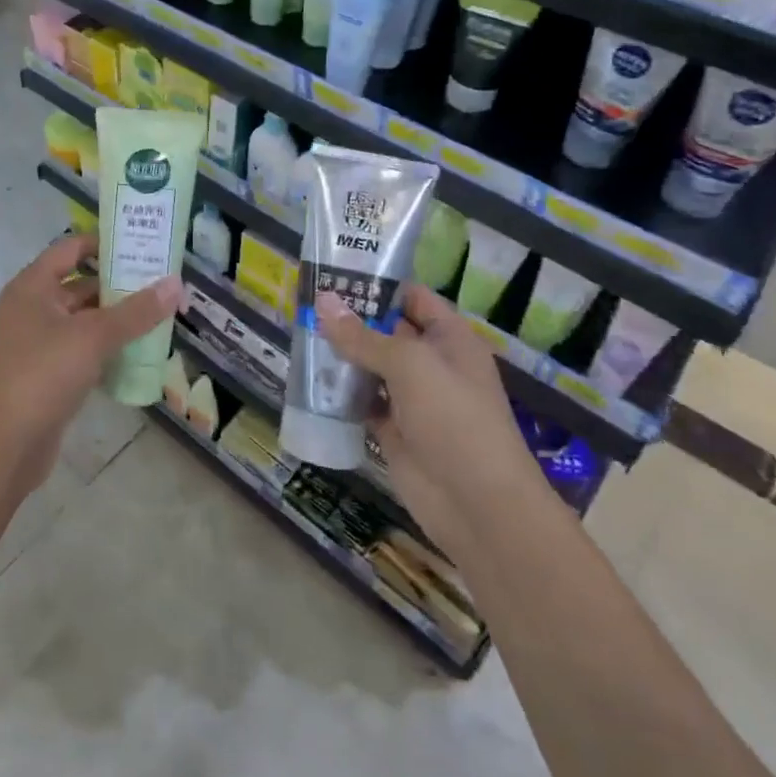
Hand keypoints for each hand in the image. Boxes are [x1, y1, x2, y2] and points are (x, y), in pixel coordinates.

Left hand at [0, 233, 182, 492]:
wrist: (5, 444)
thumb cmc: (43, 374)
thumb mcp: (93, 336)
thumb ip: (136, 311)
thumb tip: (176, 284)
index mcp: (32, 286)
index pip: (70, 248)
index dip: (104, 243)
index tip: (142, 244)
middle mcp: (32, 308)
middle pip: (80, 284)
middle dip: (119, 284)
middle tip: (161, 282)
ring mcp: (38, 342)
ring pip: (83, 319)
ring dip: (116, 318)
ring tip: (159, 313)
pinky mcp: (47, 373)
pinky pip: (82, 348)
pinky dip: (107, 347)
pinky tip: (139, 350)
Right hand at [313, 283, 534, 529]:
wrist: (477, 505)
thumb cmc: (454, 418)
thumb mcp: (409, 365)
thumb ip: (363, 336)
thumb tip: (323, 301)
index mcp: (449, 338)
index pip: (411, 297)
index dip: (377, 283)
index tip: (333, 271)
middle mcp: (431, 363)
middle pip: (386, 331)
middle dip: (350, 318)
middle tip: (303, 301)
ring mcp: (411, 399)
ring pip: (369, 366)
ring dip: (340, 355)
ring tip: (298, 333)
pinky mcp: (393, 430)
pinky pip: (361, 401)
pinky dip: (338, 392)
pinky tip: (308, 379)